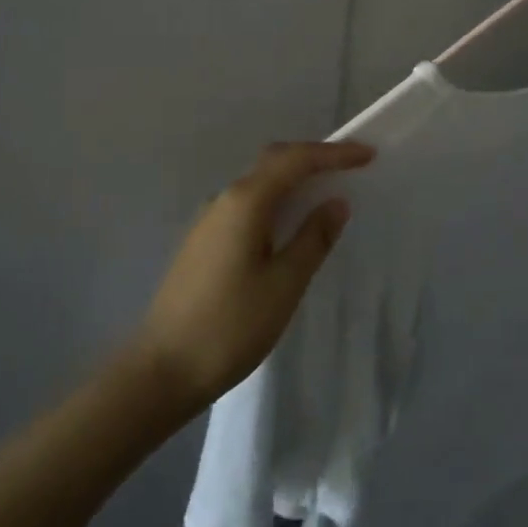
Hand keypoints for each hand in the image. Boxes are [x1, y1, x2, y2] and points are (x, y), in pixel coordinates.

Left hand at [135, 140, 374, 412]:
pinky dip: (276, 199)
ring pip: (259, 182)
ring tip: (326, 190)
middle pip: (273, 161)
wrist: (160, 372)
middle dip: (313, 157)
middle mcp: (224, 199)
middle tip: (350, 165)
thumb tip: (336, 202)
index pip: (296, 160)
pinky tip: (289, 223)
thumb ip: (313, 239)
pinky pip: (247, 203)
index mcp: (246, 202)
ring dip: (293, 177)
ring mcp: (209, 220)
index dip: (333, 154)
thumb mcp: (284, 285)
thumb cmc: (229, 327)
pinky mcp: (203, 241)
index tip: (367, 154)